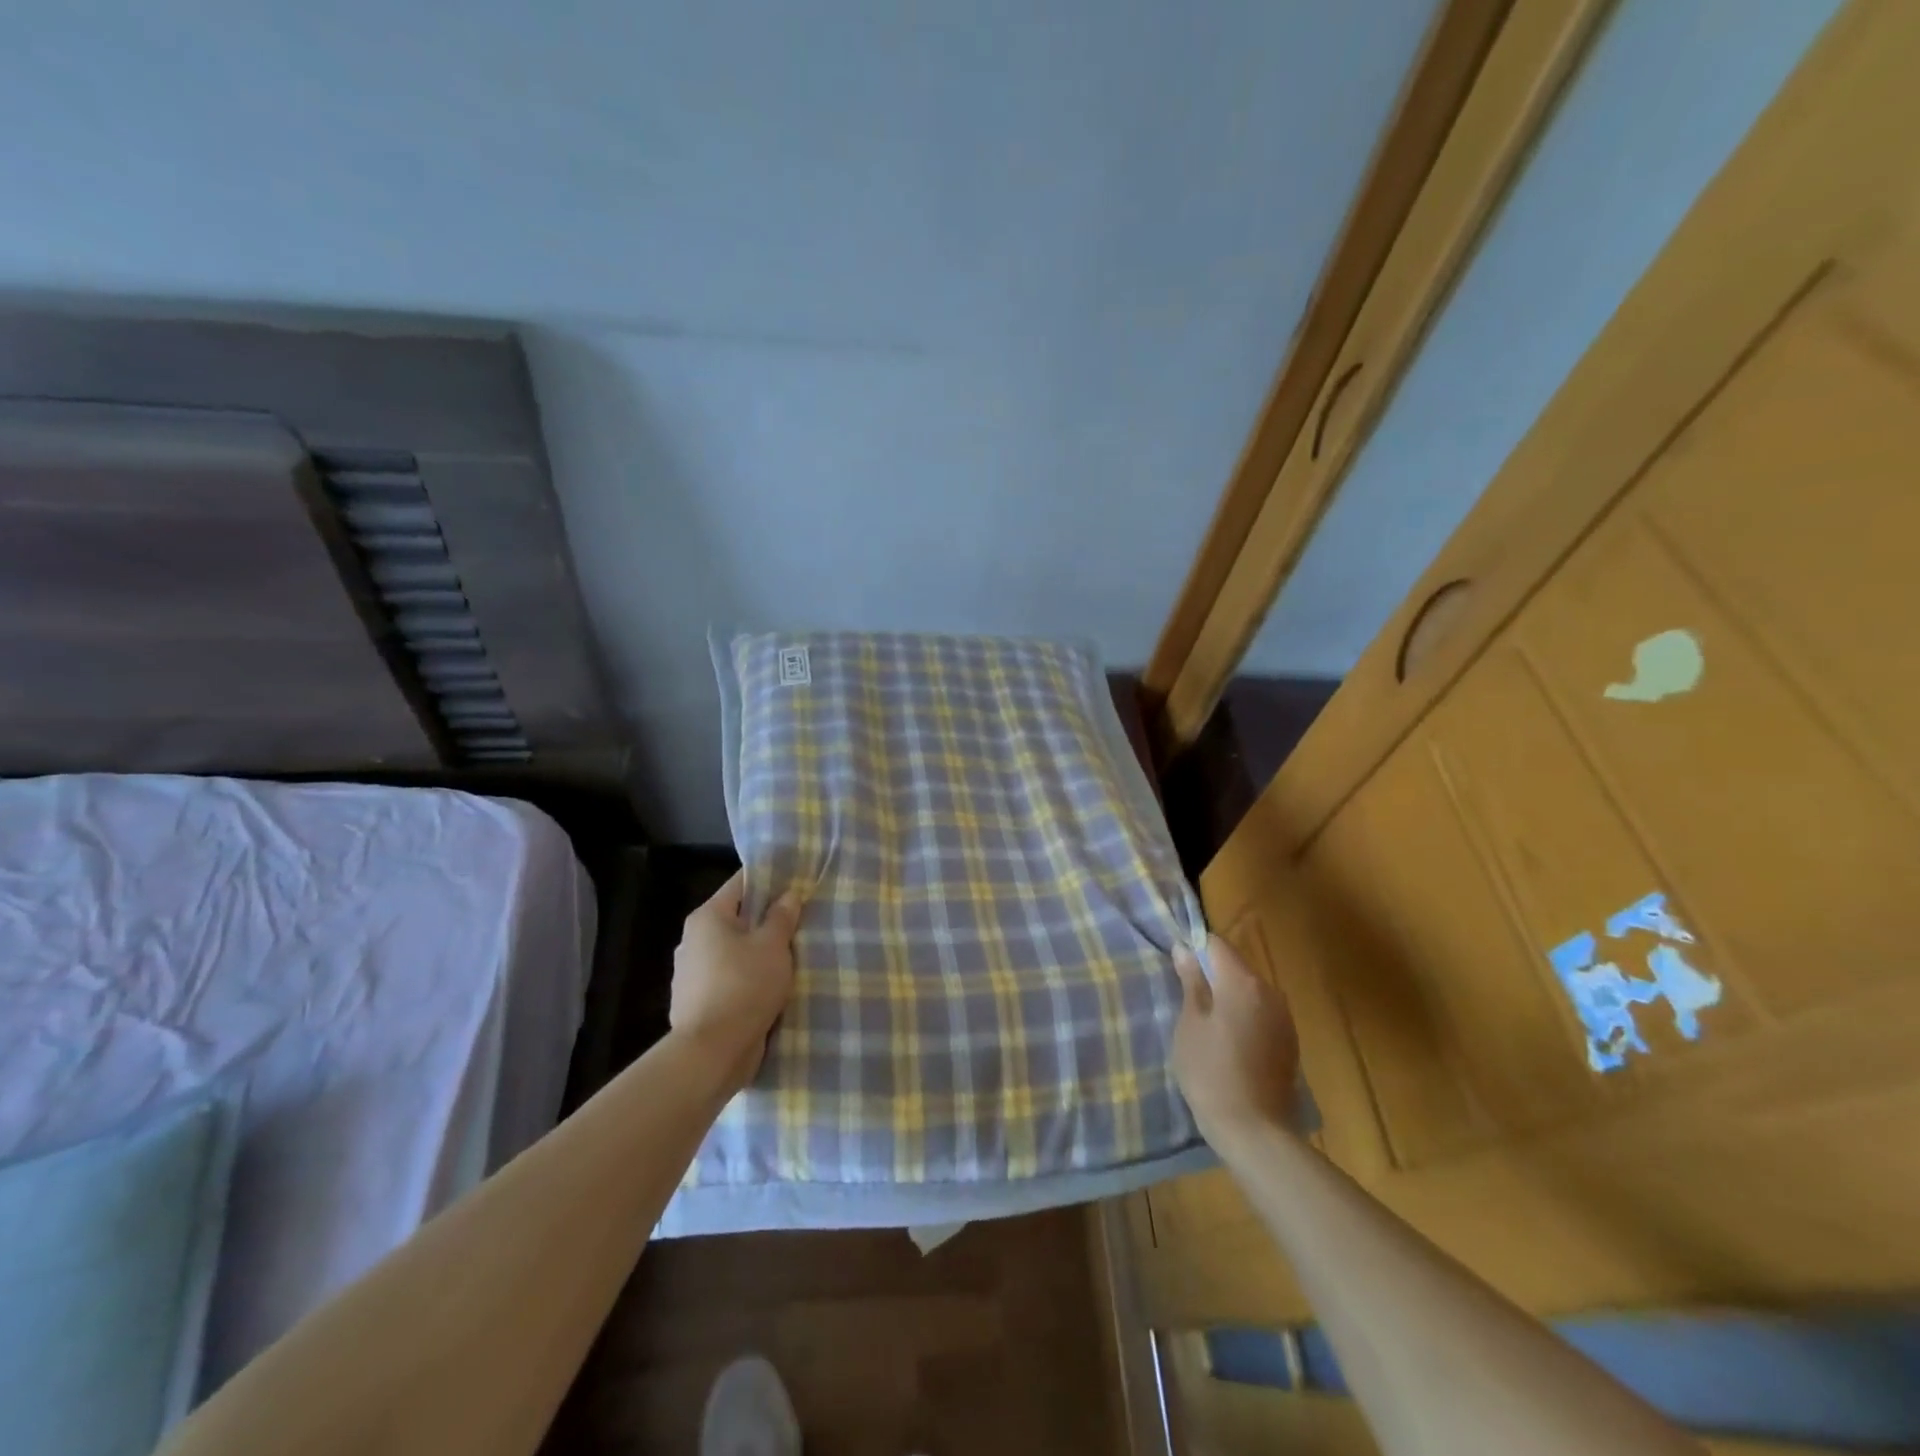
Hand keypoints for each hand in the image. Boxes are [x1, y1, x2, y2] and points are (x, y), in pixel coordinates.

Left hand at [670, 871, 802, 1091]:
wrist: (711, 1053)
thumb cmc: (744, 986)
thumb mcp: (772, 946)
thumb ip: (781, 917)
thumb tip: (788, 895)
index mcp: (707, 918)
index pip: (740, 884)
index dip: (769, 879)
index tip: (796, 882)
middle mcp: (693, 940)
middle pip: (737, 919)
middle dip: (766, 920)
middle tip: (800, 920)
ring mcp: (692, 974)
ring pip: (734, 951)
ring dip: (758, 953)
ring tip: (791, 956)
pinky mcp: (697, 1002)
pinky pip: (729, 979)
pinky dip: (748, 978)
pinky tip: (771, 986)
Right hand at [1172, 934, 1300, 1148]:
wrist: (1254, 1131)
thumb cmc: (1210, 1072)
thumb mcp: (1190, 1024)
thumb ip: (1191, 983)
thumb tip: (1184, 949)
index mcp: (1242, 982)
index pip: (1216, 944)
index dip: (1195, 948)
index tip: (1179, 966)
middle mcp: (1270, 991)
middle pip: (1236, 966)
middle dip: (1212, 974)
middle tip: (1187, 997)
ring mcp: (1284, 1017)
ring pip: (1250, 991)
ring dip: (1229, 996)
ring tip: (1206, 1022)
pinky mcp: (1289, 1041)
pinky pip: (1262, 1013)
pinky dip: (1244, 1016)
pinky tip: (1229, 1042)